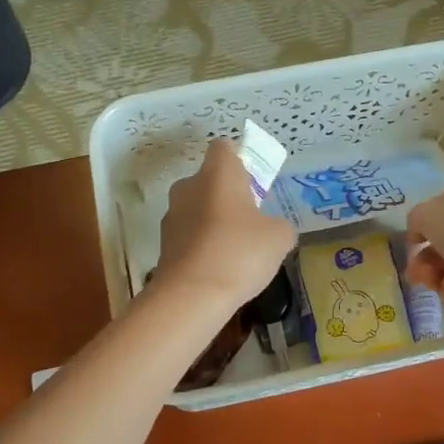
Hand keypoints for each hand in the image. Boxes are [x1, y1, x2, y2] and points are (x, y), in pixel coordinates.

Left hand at [152, 139, 296, 309]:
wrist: (192, 296)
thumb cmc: (240, 253)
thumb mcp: (279, 237)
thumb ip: (279, 225)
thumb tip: (273, 229)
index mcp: (217, 173)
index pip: (224, 147)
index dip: (240, 158)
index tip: (254, 180)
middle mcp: (189, 186)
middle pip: (210, 180)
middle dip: (229, 195)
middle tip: (251, 220)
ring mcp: (172, 215)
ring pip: (198, 208)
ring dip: (214, 222)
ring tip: (236, 251)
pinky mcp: (164, 244)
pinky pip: (189, 235)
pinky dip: (202, 246)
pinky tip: (219, 269)